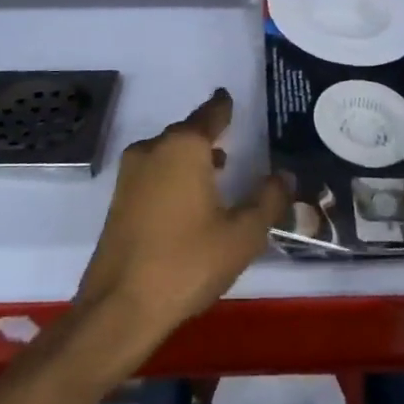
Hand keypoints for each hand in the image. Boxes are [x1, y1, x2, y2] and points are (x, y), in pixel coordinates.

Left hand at [77, 89, 286, 350]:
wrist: (120, 305)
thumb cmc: (187, 262)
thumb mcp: (242, 234)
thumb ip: (268, 200)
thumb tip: (284, 175)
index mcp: (184, 147)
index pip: (210, 115)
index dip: (223, 107)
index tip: (229, 97)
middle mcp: (153, 149)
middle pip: (186, 132)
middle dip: (208, 135)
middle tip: (233, 139)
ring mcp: (131, 174)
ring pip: (168, 153)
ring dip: (191, 157)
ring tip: (218, 169)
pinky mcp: (119, 199)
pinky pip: (154, 172)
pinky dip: (174, 175)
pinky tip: (190, 198)